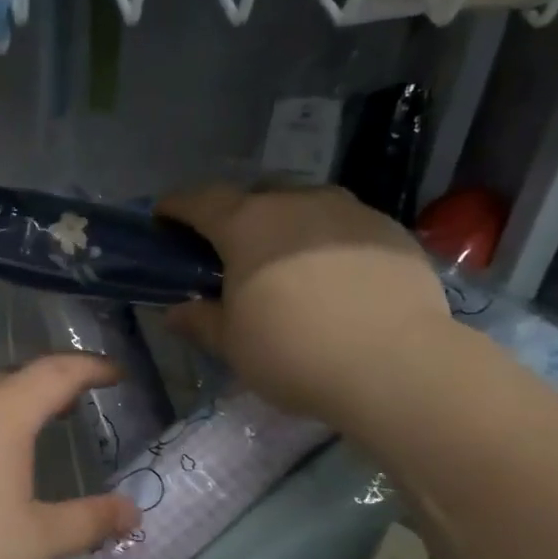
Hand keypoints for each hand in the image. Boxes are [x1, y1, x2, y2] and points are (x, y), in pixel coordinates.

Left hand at [0, 355, 141, 558]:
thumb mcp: (34, 541)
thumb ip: (88, 522)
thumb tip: (133, 512)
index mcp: (3, 411)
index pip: (58, 372)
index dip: (92, 368)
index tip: (115, 373)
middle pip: (15, 377)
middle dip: (50, 386)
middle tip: (74, 405)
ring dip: (10, 404)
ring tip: (28, 428)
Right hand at [157, 185, 452, 419]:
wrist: (394, 364)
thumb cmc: (293, 352)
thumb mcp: (233, 345)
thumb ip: (201, 321)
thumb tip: (176, 312)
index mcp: (247, 225)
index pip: (200, 201)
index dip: (176, 206)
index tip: (163, 216)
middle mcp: (297, 202)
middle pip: (255, 195)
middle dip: (235, 215)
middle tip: (230, 250)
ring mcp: (349, 211)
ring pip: (304, 206)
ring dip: (286, 226)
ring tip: (287, 263)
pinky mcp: (390, 230)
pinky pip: (345, 227)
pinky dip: (328, 243)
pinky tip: (334, 279)